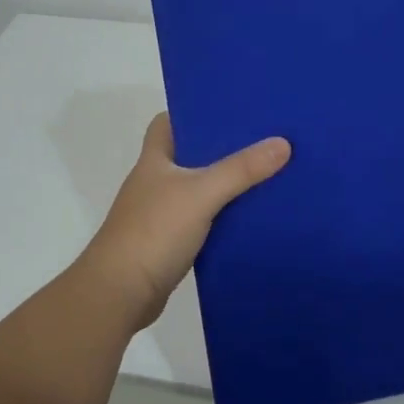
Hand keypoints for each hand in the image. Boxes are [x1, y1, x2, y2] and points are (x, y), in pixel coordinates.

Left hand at [80, 113, 290, 328]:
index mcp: (154, 160)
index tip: (229, 111)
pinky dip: (223, 218)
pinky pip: (203, 221)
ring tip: (267, 174)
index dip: (193, 113)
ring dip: (225, 186)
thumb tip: (283, 143)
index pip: (167, 122)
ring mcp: (161, 214)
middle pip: (190, 155)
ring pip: (199, 190)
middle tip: (262, 141)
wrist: (121, 293)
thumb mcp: (201, 194)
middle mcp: (155, 182)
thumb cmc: (153, 232)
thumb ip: (240, 170)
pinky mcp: (171, 243)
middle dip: (222, 149)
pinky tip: (251, 218)